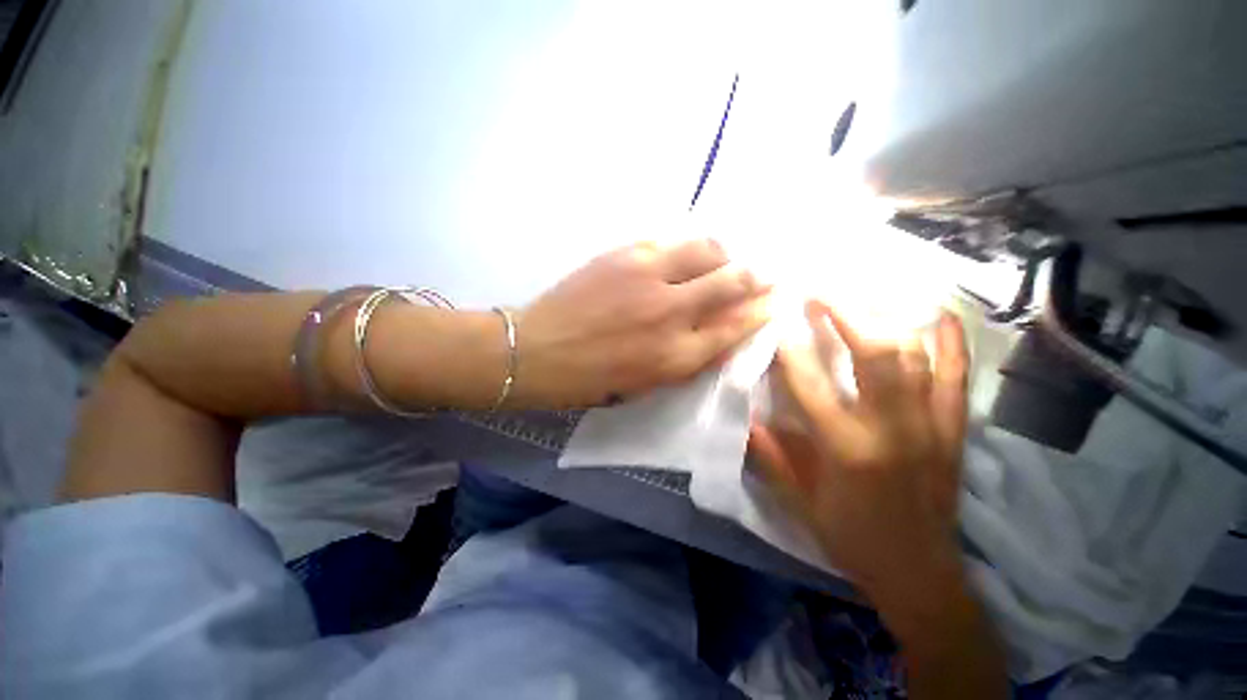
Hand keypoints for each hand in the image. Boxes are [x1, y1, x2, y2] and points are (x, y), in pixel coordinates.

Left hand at [515, 239, 769, 407]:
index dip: (762, 310)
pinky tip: (683, 255)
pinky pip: (669, 240)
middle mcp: (670, 311)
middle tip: (762, 273)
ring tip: (723, 260)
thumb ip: (690, 359)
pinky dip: (685, 248)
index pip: (737, 325)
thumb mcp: (648, 384)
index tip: (776, 299)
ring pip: (706, 248)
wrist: (539, 350)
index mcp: (676, 354)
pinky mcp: (624, 253)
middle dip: (756, 275)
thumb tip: (724, 335)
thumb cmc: (593, 378)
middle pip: (732, 280)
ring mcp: (647, 275)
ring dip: (723, 254)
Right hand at [749, 300, 968, 595]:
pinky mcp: (955, 429)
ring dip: (886, 316)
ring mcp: (931, 424)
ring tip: (861, 294)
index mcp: (847, 449)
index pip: (810, 384)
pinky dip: (950, 340)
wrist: (920, 572)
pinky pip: (958, 374)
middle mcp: (892, 428)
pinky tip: (936, 314)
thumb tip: (747, 417)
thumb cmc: (852, 537)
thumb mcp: (799, 504)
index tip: (777, 321)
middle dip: (845, 313)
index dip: (790, 348)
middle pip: (876, 353)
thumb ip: (770, 457)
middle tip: (819, 292)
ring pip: (916, 354)